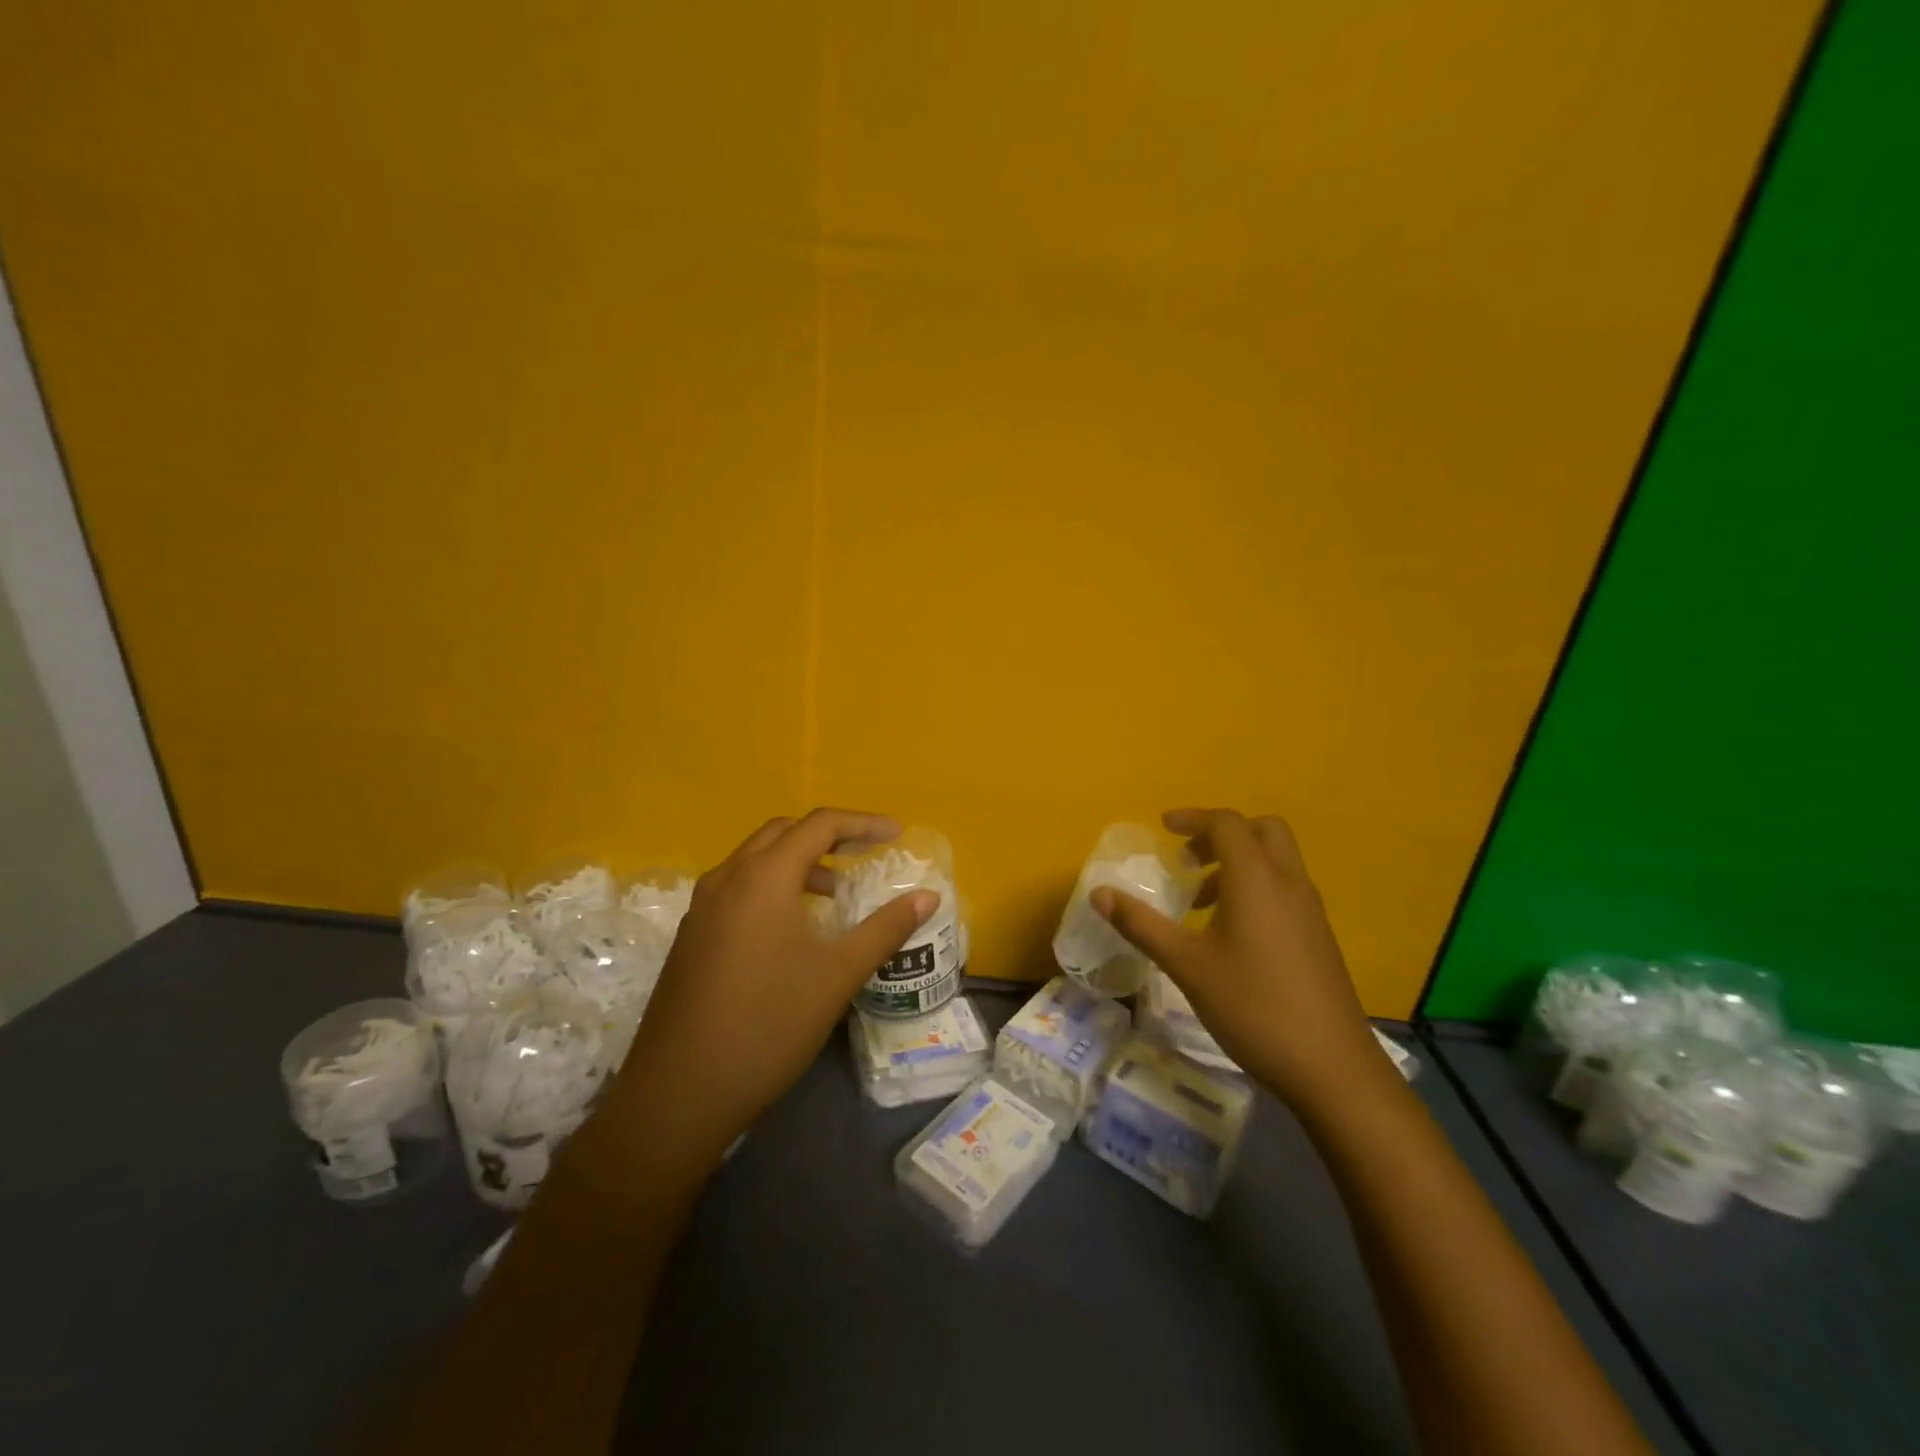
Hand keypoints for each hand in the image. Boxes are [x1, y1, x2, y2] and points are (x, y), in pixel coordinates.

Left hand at [611, 809, 936, 1166]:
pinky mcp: (691, 935)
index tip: (896, 835)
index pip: (819, 824)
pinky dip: (772, 886)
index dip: (863, 823)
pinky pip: (738, 888)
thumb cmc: (768, 1025)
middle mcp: (727, 878)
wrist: (679, 1093)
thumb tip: (928, 896)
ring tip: (835, 894)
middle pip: (783, 832)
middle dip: (828, 836)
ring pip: (756, 859)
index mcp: (763, 877)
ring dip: (798, 862)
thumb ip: (885, 929)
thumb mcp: (838, 975)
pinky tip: (792, 928)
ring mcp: (702, 907)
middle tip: (865, 855)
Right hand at [1093, 808, 1389, 1116]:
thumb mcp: (1186, 966)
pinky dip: (1256, 888)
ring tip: (1200, 902)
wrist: (1332, 1068)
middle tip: (1188, 860)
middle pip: (1262, 830)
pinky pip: (1285, 888)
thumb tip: (1099, 894)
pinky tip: (1231, 934)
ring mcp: (1310, 911)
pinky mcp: (1319, 937)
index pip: (1227, 824)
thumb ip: (1141, 925)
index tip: (1164, 828)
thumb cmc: (1253, 1007)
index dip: (1193, 818)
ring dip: (1238, 863)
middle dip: (1221, 834)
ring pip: (1276, 860)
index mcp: (1256, 880)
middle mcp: (1288, 883)